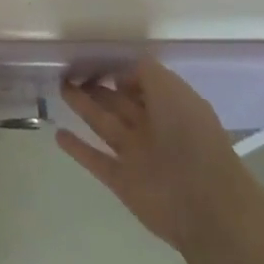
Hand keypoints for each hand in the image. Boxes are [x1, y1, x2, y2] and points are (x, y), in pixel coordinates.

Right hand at [58, 59, 246, 253]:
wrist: (205, 204)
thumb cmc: (191, 138)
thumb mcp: (172, 90)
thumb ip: (145, 73)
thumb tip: (120, 73)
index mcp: (171, 107)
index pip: (140, 83)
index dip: (119, 71)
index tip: (92, 59)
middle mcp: (153, 129)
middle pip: (119, 102)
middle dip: (96, 87)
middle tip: (69, 72)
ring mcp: (137, 156)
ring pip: (104, 125)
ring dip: (83, 107)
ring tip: (61, 88)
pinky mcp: (122, 181)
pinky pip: (95, 159)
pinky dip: (78, 149)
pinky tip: (58, 134)